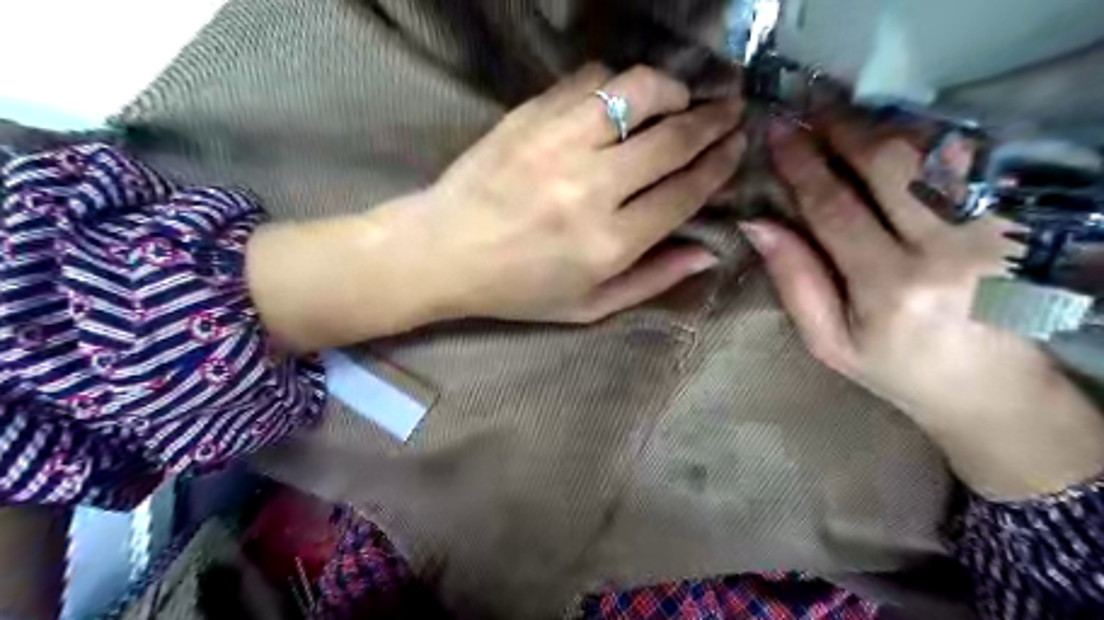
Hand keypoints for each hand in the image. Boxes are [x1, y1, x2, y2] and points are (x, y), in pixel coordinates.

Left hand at [419, 63, 745, 322]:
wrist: (444, 251)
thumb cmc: (519, 289)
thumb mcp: (589, 306)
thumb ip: (653, 281)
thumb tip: (709, 252)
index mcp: (609, 243)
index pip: (685, 192)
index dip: (720, 164)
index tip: (737, 145)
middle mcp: (591, 188)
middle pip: (672, 139)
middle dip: (713, 120)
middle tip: (731, 109)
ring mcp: (559, 144)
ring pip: (637, 92)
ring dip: (672, 89)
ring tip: (681, 98)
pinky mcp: (531, 116)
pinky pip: (590, 80)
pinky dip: (618, 83)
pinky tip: (622, 98)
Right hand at [745, 119, 1103, 499]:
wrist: (992, 389)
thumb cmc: (896, 367)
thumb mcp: (828, 340)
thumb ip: (795, 281)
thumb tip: (758, 223)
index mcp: (890, 288)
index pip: (834, 207)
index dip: (801, 165)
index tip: (777, 133)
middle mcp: (949, 251)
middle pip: (888, 165)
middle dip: (843, 128)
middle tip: (812, 106)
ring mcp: (997, 231)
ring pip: (933, 153)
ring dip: (883, 128)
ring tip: (845, 117)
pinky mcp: (1024, 222)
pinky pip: (969, 162)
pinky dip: (926, 142)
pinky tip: (894, 140)